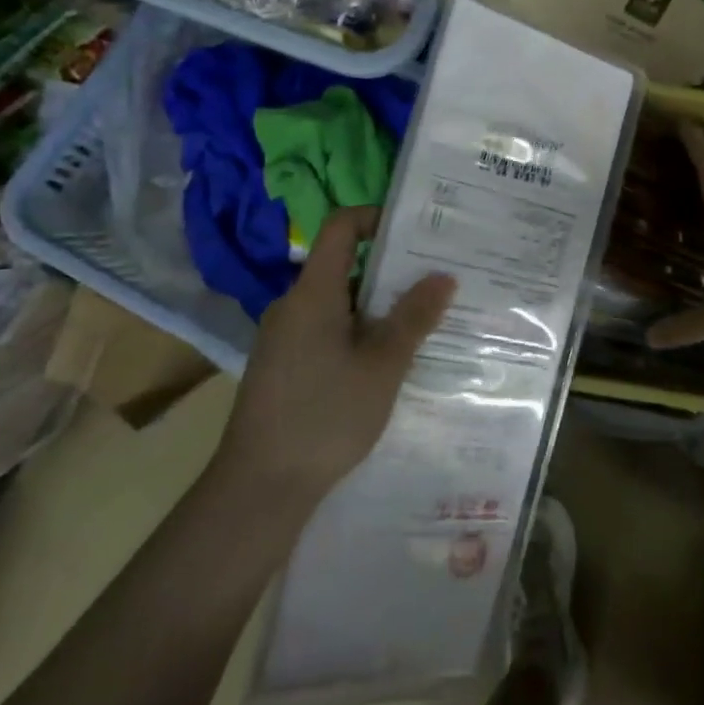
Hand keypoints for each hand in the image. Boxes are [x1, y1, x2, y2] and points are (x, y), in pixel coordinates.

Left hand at [217, 206, 454, 508]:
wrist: (259, 486)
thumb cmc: (325, 416)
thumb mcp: (382, 365)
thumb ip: (413, 317)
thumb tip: (443, 276)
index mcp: (313, 292)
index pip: (340, 228)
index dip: (375, 217)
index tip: (415, 231)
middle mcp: (292, 305)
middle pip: (342, 265)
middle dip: (389, 269)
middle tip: (434, 280)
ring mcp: (283, 336)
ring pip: (336, 302)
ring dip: (376, 305)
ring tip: (420, 320)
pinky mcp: (281, 365)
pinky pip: (325, 329)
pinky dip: (357, 331)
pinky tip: (384, 360)